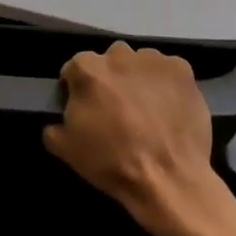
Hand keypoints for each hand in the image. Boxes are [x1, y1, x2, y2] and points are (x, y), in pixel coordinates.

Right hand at [44, 41, 220, 235]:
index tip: (85, 109)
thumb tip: (58, 120)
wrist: (168, 179)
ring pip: (139, 62)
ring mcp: (153, 60)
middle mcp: (118, 55)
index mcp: (87, 70)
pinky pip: (168, 70)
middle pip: (108, 61)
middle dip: (110, 79)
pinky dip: (166, 83)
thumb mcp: (66, 149)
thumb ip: (53, 125)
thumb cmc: (112, 162)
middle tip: (117, 108)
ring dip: (138, 78)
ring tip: (147, 108)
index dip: (77, 89)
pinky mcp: (182, 70)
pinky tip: (168, 107)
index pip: (74, 68)